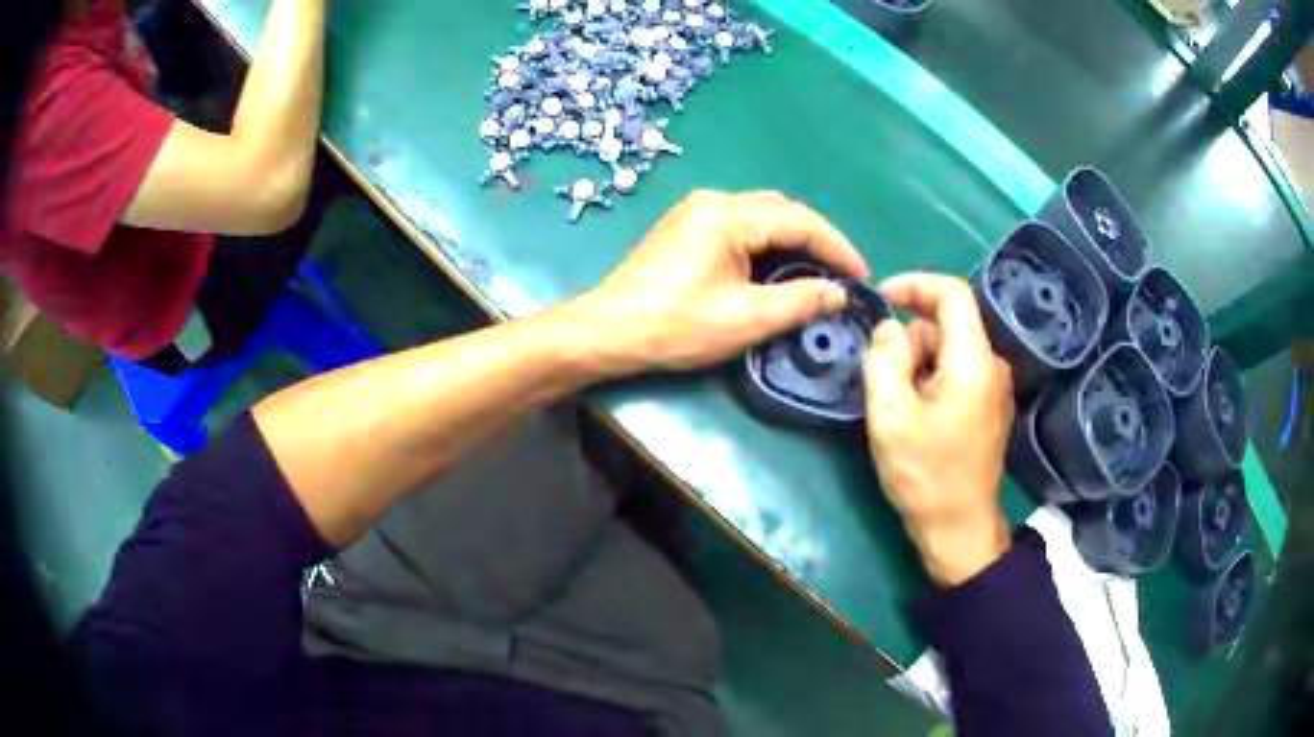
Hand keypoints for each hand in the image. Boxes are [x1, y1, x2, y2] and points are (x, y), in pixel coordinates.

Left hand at [566, 190, 868, 374]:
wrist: (609, 331)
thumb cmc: (675, 325)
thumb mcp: (746, 318)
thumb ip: (800, 301)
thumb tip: (839, 293)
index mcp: (730, 214)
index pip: (801, 221)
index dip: (838, 248)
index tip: (863, 277)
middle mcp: (715, 200)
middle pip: (784, 211)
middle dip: (819, 242)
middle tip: (842, 277)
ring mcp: (698, 211)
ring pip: (764, 216)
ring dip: (794, 242)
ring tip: (817, 275)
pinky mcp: (688, 227)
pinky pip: (743, 225)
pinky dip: (769, 245)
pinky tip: (778, 270)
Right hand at [862, 273, 1014, 586]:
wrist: (960, 529)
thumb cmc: (925, 476)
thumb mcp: (891, 416)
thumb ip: (884, 360)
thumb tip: (888, 328)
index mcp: (973, 361)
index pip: (952, 293)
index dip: (915, 284)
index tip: (881, 298)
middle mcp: (992, 365)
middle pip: (947, 324)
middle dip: (910, 340)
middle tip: (885, 383)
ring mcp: (994, 387)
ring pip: (949, 349)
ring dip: (918, 365)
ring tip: (901, 410)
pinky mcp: (989, 405)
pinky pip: (957, 371)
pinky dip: (931, 380)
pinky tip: (918, 417)